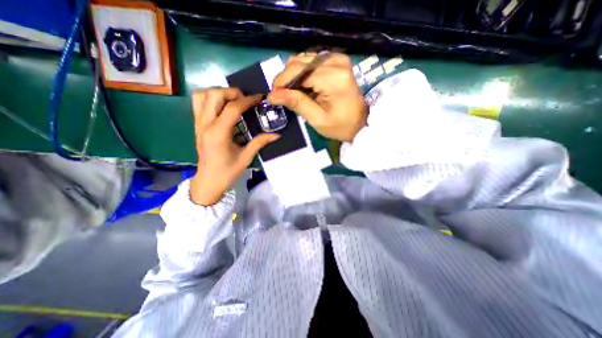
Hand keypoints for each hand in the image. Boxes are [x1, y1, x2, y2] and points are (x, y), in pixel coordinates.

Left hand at [190, 89, 278, 204]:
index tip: (259, 98)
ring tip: (233, 101)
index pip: (232, 108)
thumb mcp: (246, 158)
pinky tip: (223, 107)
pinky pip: (198, 103)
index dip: (247, 100)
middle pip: (214, 95)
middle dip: (232, 92)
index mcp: (218, 134)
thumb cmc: (227, 172)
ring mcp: (198, 124)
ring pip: (202, 95)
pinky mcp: (197, 125)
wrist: (208, 181)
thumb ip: (260, 143)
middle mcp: (205, 125)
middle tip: (245, 100)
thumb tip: (276, 135)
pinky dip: (210, 98)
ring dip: (219, 93)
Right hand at [266, 53, 366, 142]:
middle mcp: (335, 61)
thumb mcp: (317, 119)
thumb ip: (297, 103)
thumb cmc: (340, 126)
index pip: (297, 71)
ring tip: (293, 94)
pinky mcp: (337, 61)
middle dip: (286, 80)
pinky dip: (303, 74)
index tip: (273, 97)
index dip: (281, 83)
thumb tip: (272, 95)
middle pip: (299, 62)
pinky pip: (312, 62)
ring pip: (303, 60)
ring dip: (294, 77)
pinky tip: (304, 87)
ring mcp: (337, 59)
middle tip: (282, 97)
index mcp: (332, 77)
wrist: (360, 123)